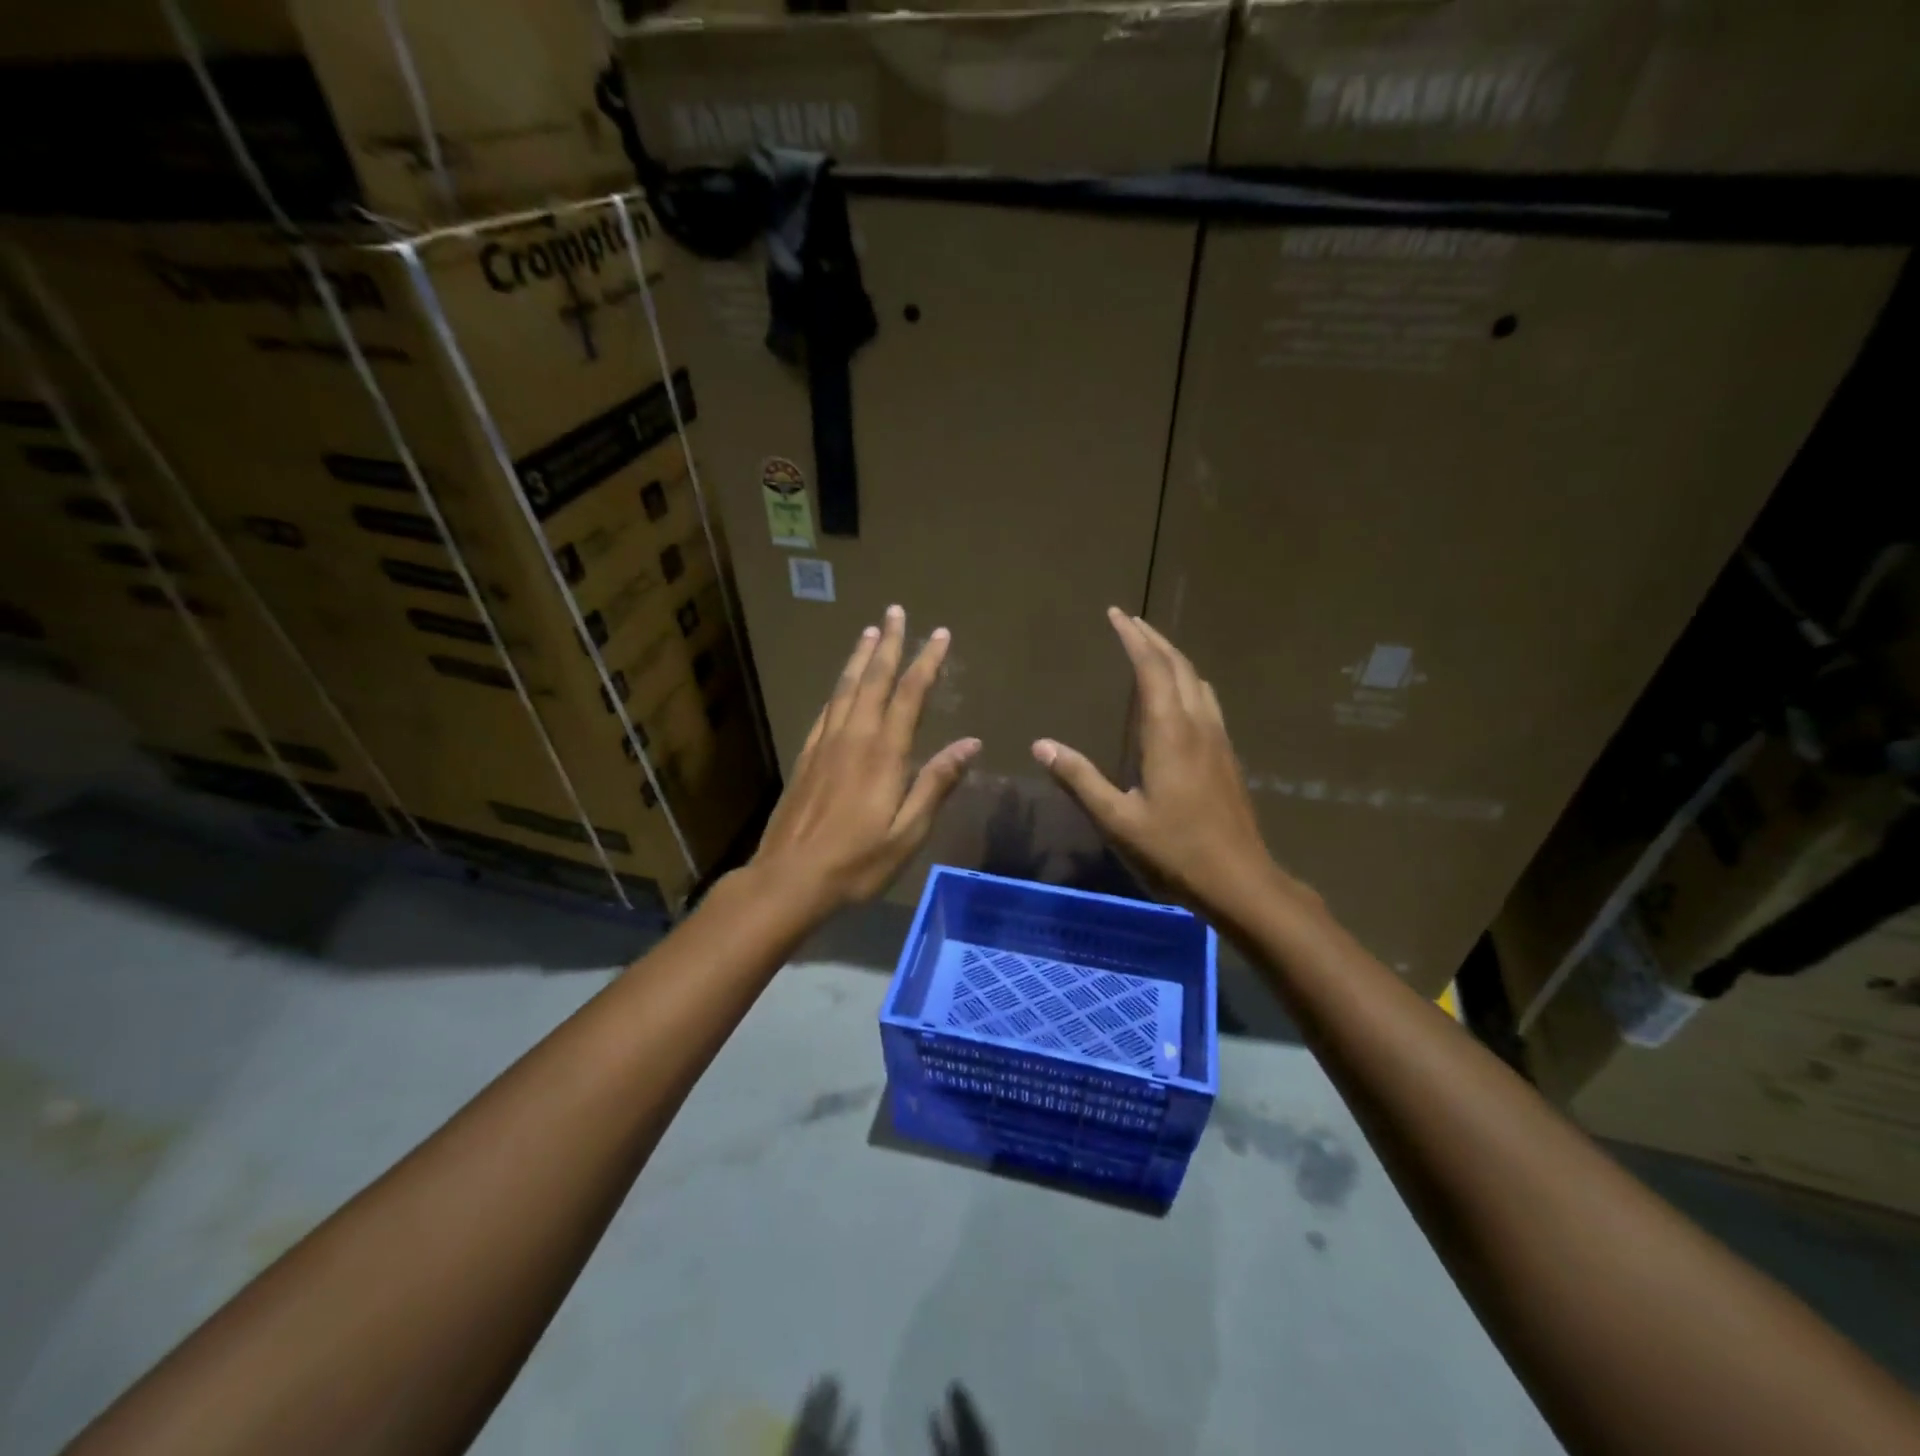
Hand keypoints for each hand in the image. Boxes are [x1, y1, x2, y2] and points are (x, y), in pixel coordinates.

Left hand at [752, 605, 979, 912]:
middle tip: (896, 611)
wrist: (790, 878)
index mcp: (883, 753)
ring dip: (860, 657)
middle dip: (889, 644)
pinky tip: (841, 685)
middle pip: (873, 679)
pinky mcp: (806, 757)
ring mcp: (825, 745)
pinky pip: (825, 710)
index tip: (940, 634)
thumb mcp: (908, 831)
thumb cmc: (858, 861)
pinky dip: (838, 689)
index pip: (910, 694)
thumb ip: (937, 783)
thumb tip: (971, 743)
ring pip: (845, 688)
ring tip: (871, 632)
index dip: (927, 661)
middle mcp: (853, 737)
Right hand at [1033, 607, 1301, 921]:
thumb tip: (1041, 746)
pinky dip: (1187, 680)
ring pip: (1197, 680)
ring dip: (1173, 657)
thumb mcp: (1117, 820)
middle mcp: (1197, 725)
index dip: (1133, 638)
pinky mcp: (1226, 755)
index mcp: (1169, 733)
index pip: (1152, 669)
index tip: (1116, 614)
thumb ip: (1080, 779)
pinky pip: (1206, 699)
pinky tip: (1178, 695)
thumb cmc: (1174, 850)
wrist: (1239, 879)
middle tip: (1129, 621)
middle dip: (1153, 638)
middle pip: (1179, 665)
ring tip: (1150, 649)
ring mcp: (1217, 738)